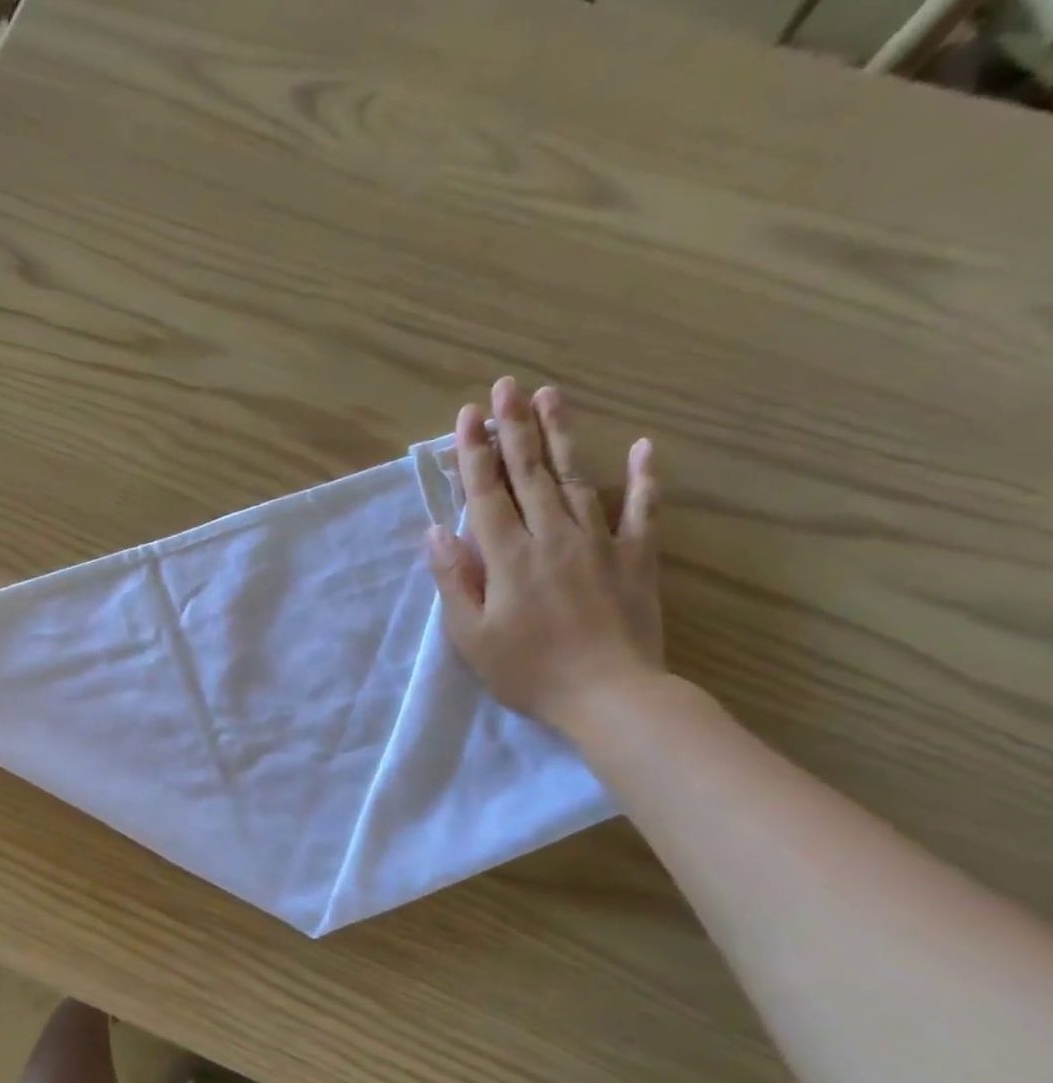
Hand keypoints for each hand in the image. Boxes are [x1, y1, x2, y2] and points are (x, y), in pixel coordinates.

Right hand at [426, 377, 663, 735]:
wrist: (610, 696)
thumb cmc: (529, 671)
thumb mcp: (471, 635)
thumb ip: (454, 579)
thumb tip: (436, 530)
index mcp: (508, 556)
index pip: (487, 493)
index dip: (474, 453)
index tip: (466, 416)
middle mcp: (552, 535)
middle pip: (530, 473)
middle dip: (513, 427)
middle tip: (504, 386)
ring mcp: (599, 541)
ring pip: (577, 477)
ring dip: (560, 435)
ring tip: (550, 396)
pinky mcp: (636, 556)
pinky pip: (642, 508)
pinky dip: (644, 477)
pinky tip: (643, 446)